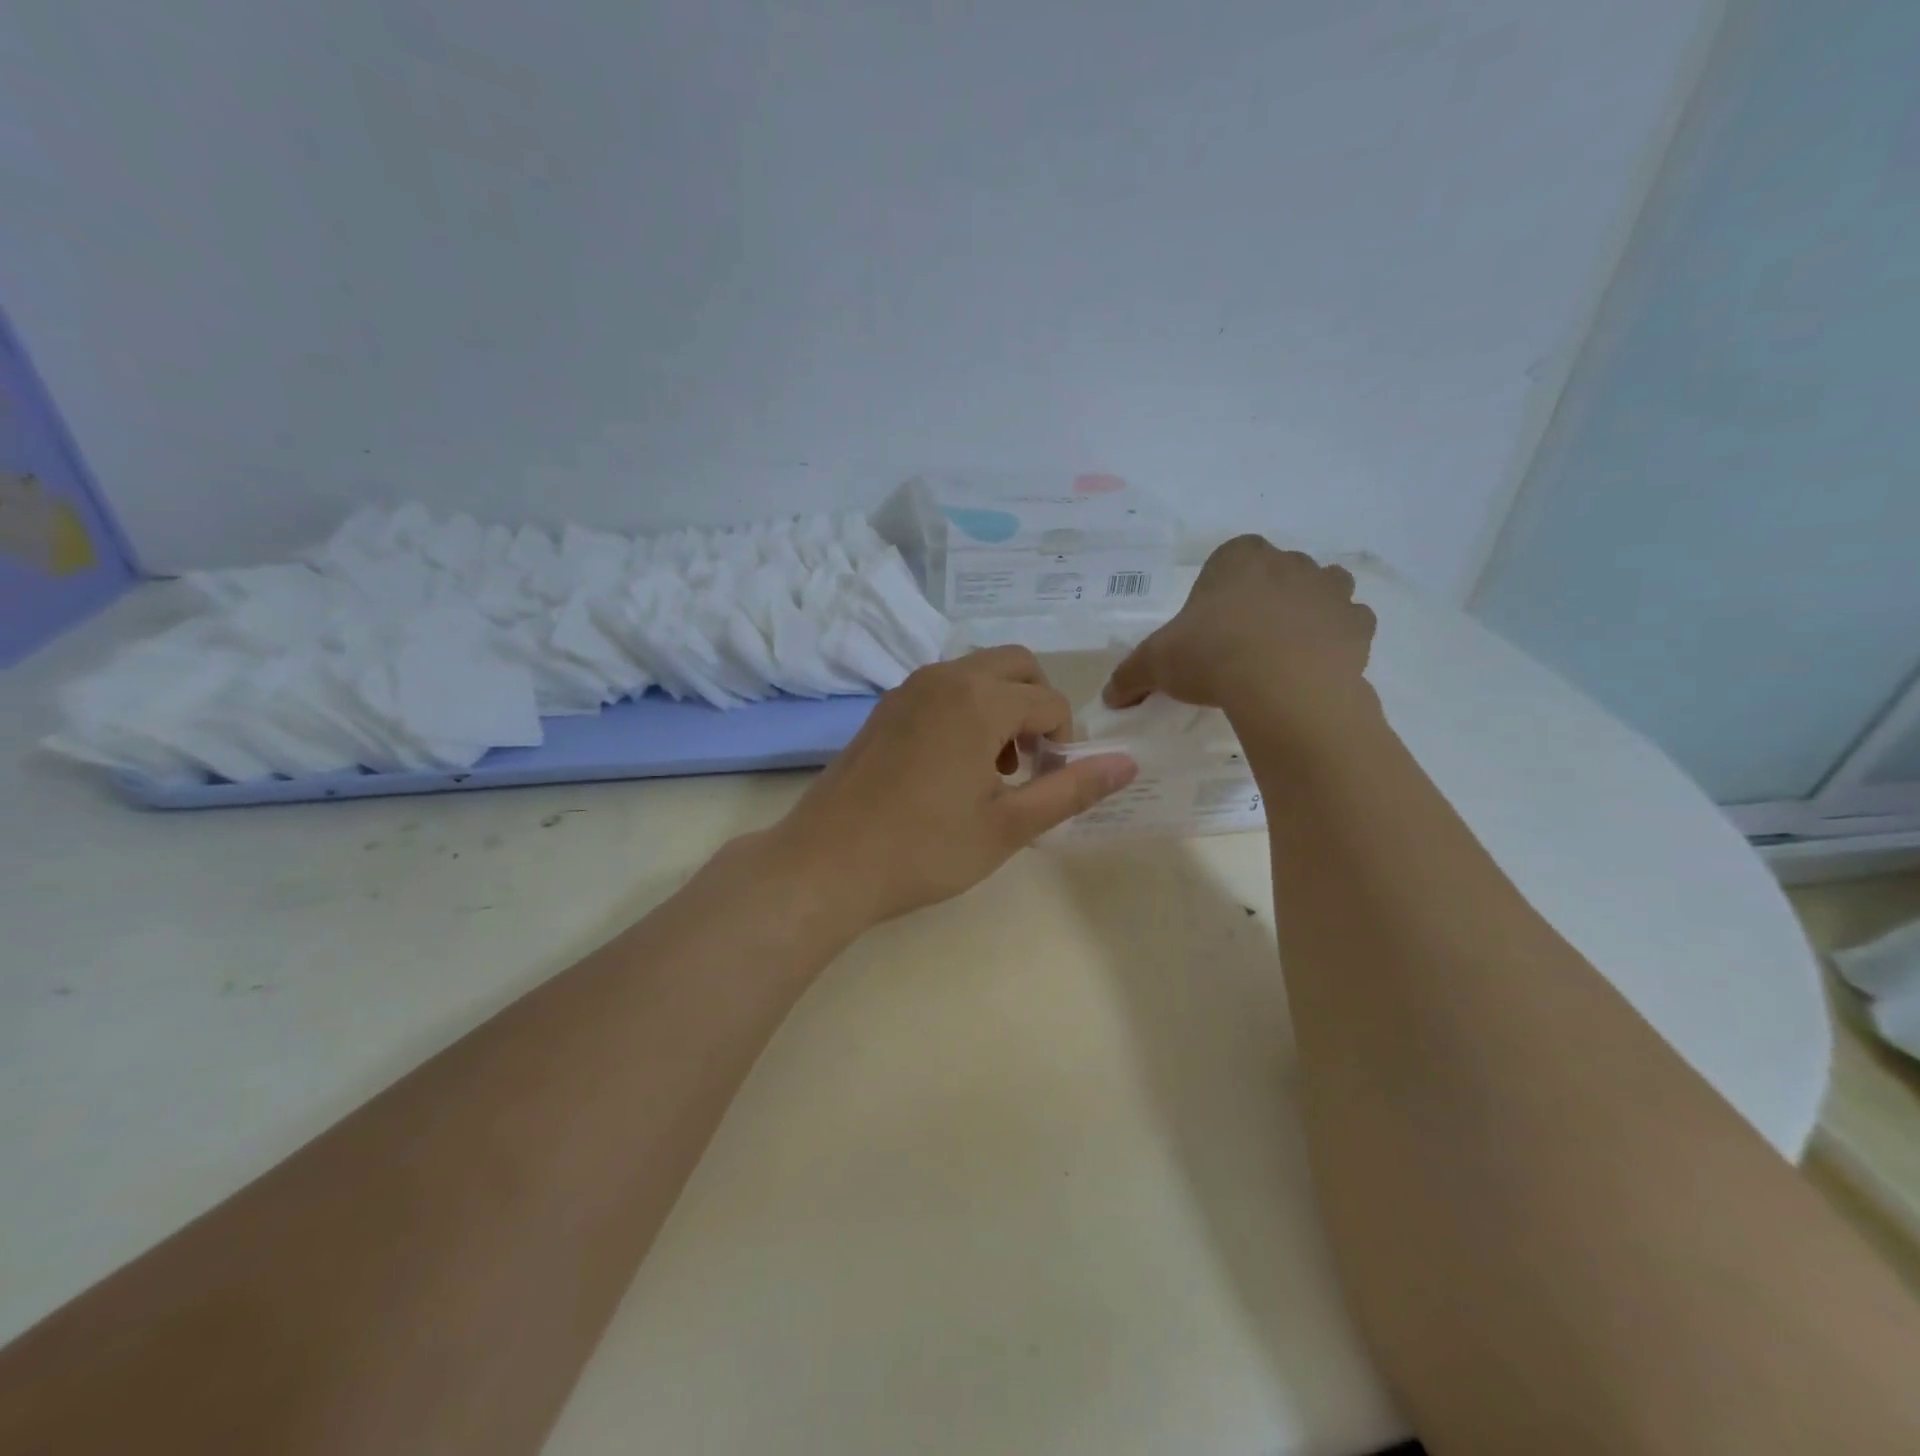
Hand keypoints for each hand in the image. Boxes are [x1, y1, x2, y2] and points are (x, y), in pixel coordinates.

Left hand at [765, 648, 1137, 932]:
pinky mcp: (884, 708)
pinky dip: (966, 709)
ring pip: (977, 672)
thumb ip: (1070, 790)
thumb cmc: (923, 850)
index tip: (1053, 782)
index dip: (1066, 741)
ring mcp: (908, 689)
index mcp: (980, 700)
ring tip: (995, 770)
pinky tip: (953, 766)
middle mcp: (944, 678)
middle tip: (1033, 762)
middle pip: (1016, 665)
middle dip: (1038, 706)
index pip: (1050, 702)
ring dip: (1002, 705)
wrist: (825, 863)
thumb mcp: (1007, 827)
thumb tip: (1127, 764)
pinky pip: (942, 688)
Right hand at [1103, 536, 1376, 737]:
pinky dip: (1338, 639)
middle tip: (1242, 644)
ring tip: (1284, 651)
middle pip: (1275, 573)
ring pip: (1322, 589)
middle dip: (1263, 600)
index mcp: (1237, 557)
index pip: (1228, 561)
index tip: (1208, 628)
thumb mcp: (1154, 664)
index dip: (1218, 593)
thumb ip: (1130, 675)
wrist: (1281, 686)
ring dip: (1308, 610)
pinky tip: (1316, 665)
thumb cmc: (1210, 656)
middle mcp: (1288, 562)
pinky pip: (1350, 624)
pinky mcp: (1359, 625)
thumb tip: (1109, 697)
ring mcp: (1330, 590)